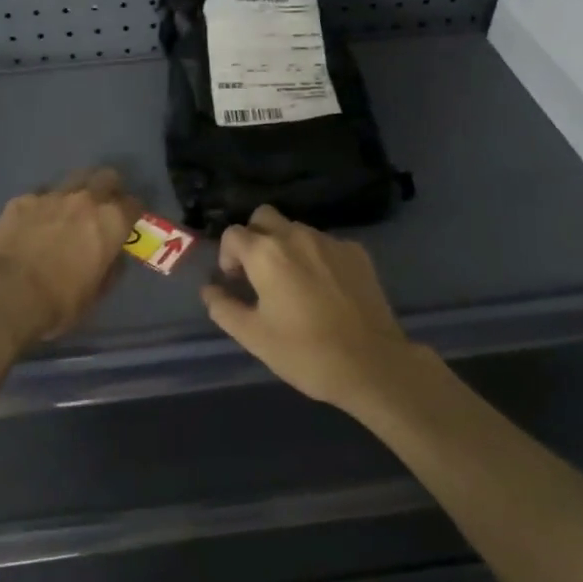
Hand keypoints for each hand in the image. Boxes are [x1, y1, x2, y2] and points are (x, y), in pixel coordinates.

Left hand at [0, 168, 140, 346]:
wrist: (4, 295)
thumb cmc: (58, 302)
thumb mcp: (95, 294)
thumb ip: (109, 268)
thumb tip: (112, 256)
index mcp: (111, 222)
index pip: (134, 204)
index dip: (132, 213)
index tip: (127, 223)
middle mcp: (86, 200)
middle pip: (106, 177)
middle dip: (109, 189)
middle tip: (102, 206)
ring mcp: (52, 196)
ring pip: (73, 179)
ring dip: (76, 192)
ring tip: (68, 211)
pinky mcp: (22, 200)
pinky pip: (40, 195)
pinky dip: (43, 206)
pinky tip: (34, 223)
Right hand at [200, 204, 418, 411]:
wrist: (372, 365)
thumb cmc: (305, 352)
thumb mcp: (253, 337)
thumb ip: (223, 307)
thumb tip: (209, 289)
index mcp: (266, 253)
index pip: (233, 233)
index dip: (228, 255)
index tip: (236, 281)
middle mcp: (297, 235)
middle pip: (264, 217)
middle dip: (255, 237)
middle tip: (259, 272)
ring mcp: (330, 240)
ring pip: (296, 228)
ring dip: (286, 246)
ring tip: (293, 283)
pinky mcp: (356, 252)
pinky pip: (325, 243)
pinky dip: (316, 256)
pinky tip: (324, 288)